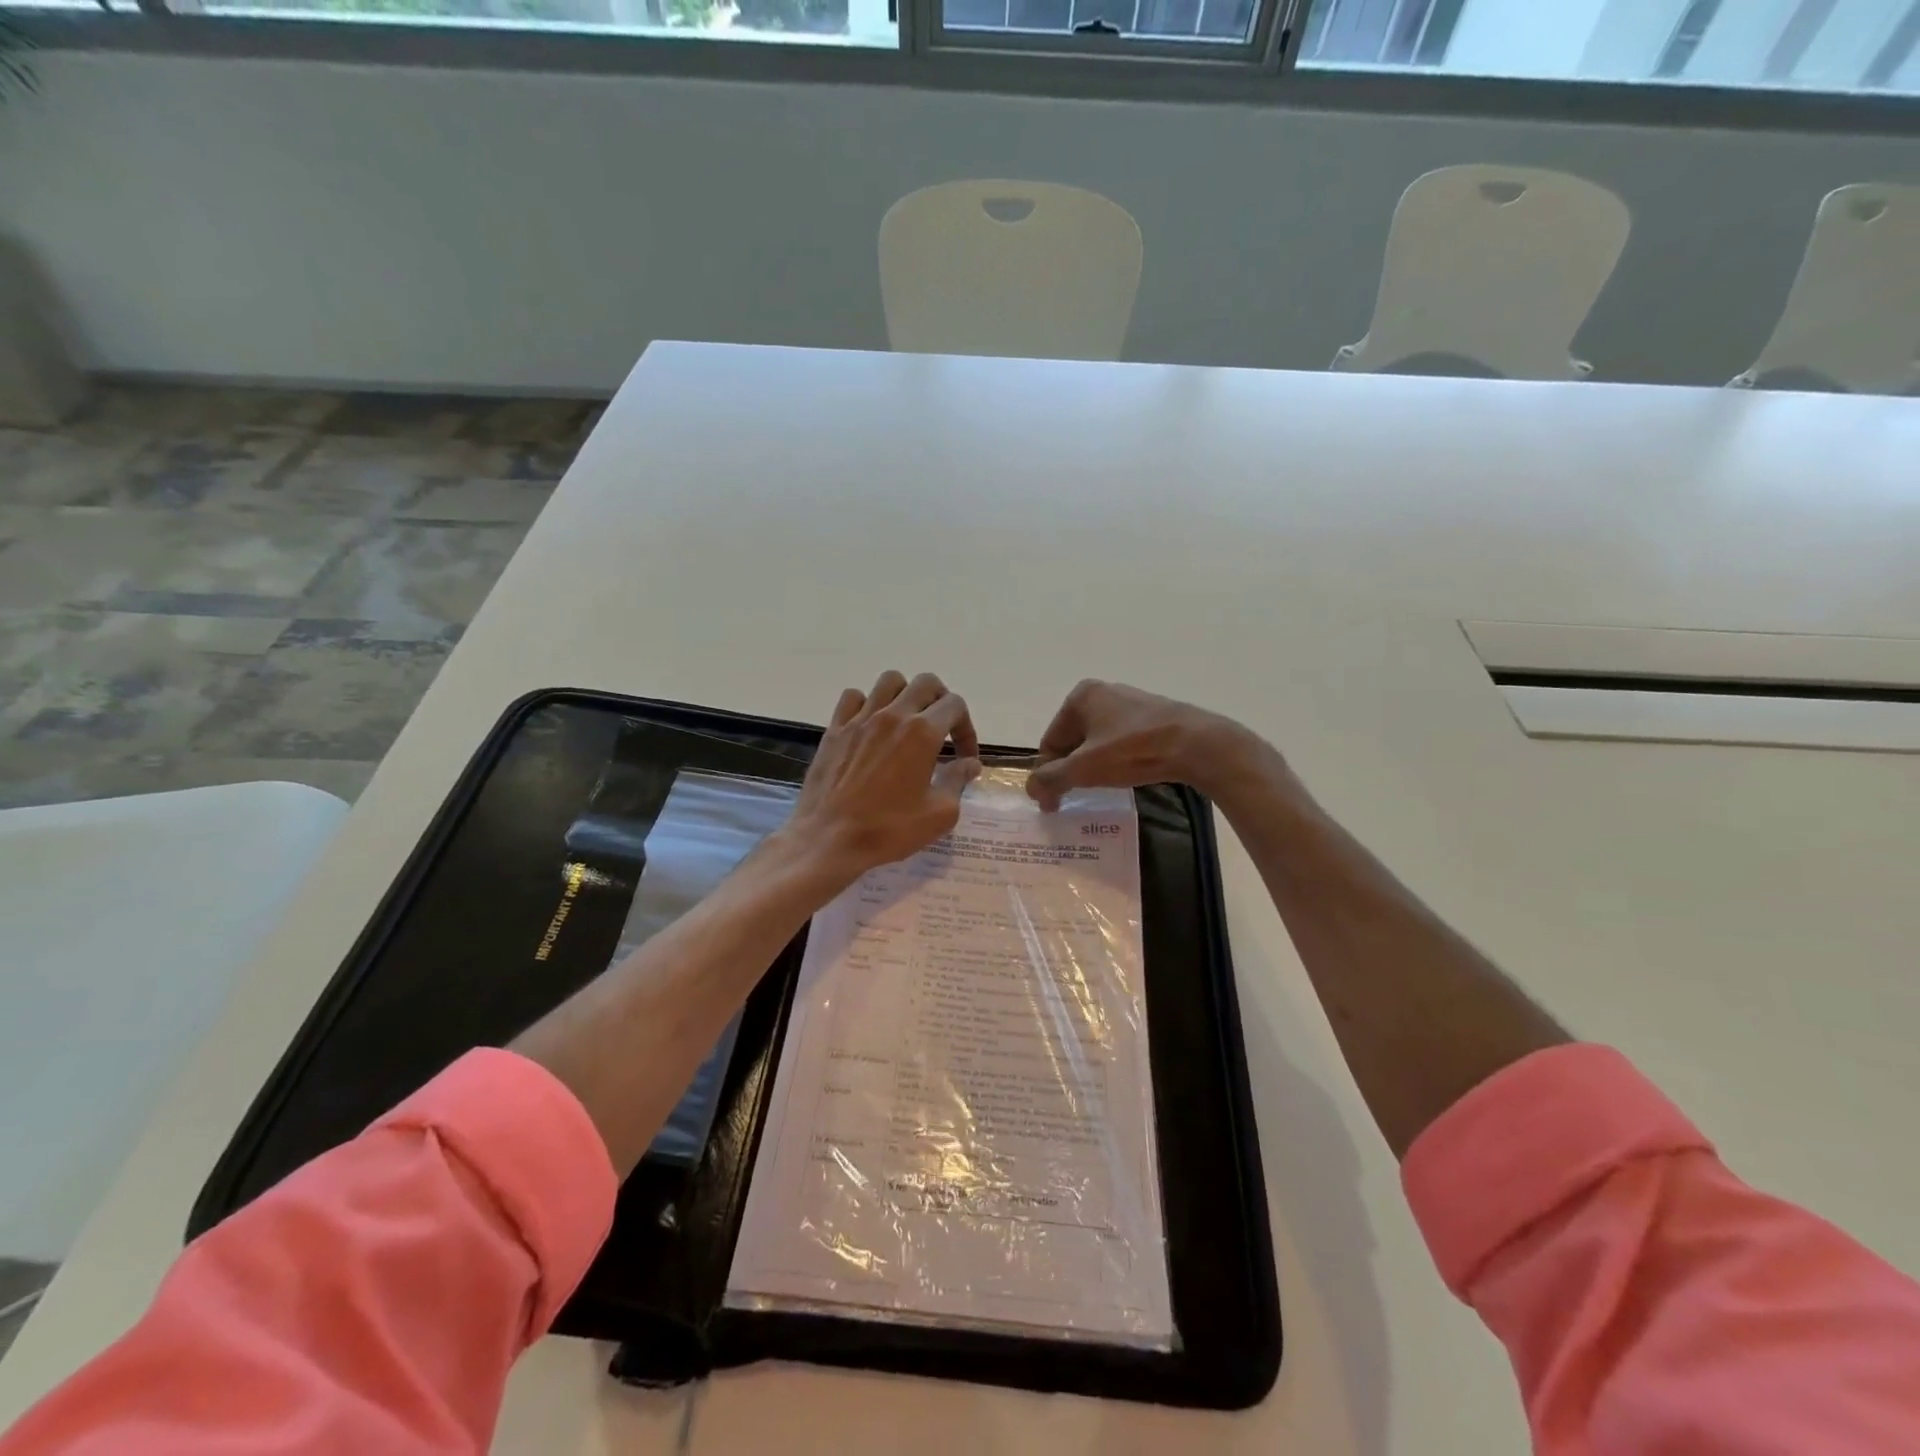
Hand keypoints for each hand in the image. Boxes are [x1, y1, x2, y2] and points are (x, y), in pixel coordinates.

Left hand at [781, 671, 981, 889]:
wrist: (829, 839)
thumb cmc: (889, 829)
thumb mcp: (939, 814)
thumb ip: (958, 781)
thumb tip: (970, 764)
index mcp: (922, 732)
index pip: (955, 706)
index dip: (967, 729)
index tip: (964, 757)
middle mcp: (893, 715)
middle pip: (926, 683)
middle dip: (942, 702)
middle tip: (942, 731)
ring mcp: (860, 718)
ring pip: (890, 681)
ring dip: (906, 695)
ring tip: (908, 722)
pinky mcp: (835, 729)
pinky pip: (853, 697)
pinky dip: (867, 704)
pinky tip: (871, 726)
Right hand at [1027, 680, 1256, 809]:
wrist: (1197, 744)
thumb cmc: (1133, 751)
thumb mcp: (1085, 769)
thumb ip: (1051, 779)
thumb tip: (1031, 789)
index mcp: (1080, 696)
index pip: (1050, 741)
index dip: (1047, 774)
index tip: (1053, 803)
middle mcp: (1102, 692)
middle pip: (1072, 740)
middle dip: (1070, 769)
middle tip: (1075, 798)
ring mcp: (1129, 701)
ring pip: (1097, 741)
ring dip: (1093, 766)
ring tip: (1101, 789)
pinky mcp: (1151, 715)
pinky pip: (1120, 740)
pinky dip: (1115, 759)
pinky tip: (1126, 775)